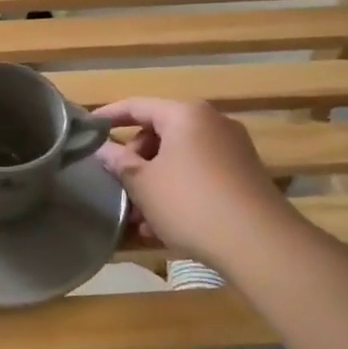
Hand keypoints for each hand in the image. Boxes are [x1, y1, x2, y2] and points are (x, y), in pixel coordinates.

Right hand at [93, 98, 296, 264]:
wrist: (259, 243)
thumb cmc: (190, 203)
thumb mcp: (143, 183)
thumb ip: (118, 161)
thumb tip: (101, 149)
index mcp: (185, 114)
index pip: (137, 105)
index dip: (109, 116)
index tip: (87, 130)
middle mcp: (212, 123)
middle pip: (160, 132)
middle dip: (135, 161)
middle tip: (119, 187)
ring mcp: (232, 149)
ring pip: (179, 158)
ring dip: (154, 182)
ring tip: (139, 217)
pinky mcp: (244, 175)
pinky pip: (199, 174)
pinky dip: (178, 190)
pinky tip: (164, 226)